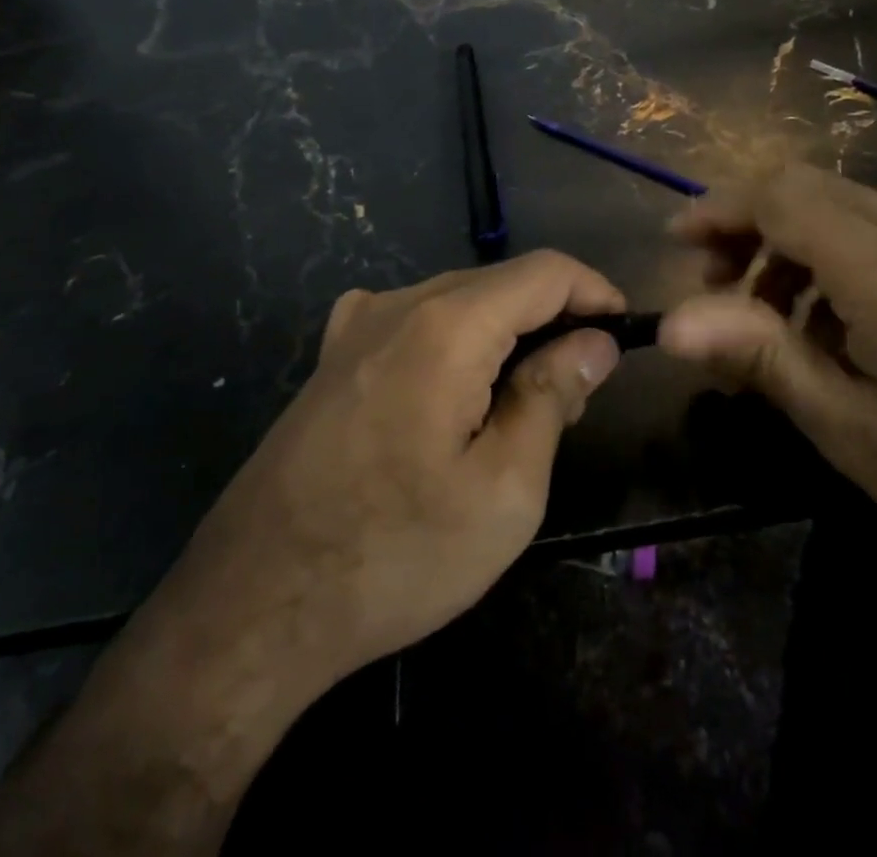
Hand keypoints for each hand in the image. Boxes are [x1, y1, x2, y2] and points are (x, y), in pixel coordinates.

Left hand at [0, 252, 626, 856]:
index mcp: (447, 324)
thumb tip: (594, 341)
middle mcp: (398, 303)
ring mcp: (356, 324)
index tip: (624, 334)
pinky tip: (459, 395)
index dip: (595, 291)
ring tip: (526, 402)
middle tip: (581, 386)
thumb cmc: (394, 554)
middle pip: (501, 282)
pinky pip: (417, 322)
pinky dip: (460, 342)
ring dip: (507, 333)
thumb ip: (553, 396)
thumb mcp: (503, 491)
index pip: (545, 271)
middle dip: (553, 319)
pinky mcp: (334, 355)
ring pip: (460, 300)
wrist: (253, 605)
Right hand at [657, 165, 876, 581]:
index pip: (778, 196)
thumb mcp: (854, 429)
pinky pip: (874, 232)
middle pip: (804, 188)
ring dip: (783, 243)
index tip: (677, 247)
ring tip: (763, 318)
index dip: (717, 210)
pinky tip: (828, 328)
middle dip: (744, 224)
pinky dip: (825, 257)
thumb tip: (671, 324)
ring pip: (838, 207)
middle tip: (713, 287)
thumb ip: (762, 359)